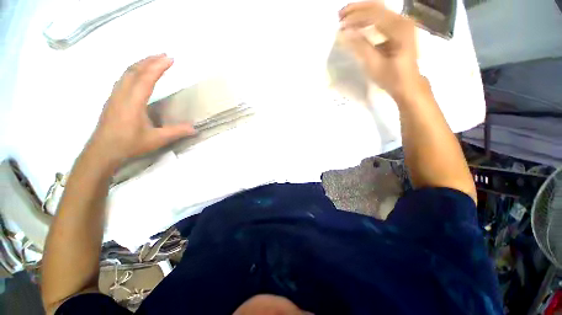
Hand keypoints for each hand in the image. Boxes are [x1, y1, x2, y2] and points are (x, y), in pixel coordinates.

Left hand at [88, 54, 194, 167]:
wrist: (102, 151)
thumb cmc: (129, 144)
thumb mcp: (156, 139)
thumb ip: (176, 132)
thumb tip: (195, 129)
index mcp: (133, 102)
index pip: (146, 78)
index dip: (158, 67)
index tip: (170, 59)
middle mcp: (122, 94)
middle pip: (134, 70)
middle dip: (150, 61)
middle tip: (164, 55)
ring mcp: (115, 96)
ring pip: (126, 73)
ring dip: (140, 64)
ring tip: (153, 60)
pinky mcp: (112, 99)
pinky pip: (122, 79)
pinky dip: (133, 71)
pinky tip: (138, 74)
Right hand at [339, 1, 422, 99]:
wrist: (408, 85)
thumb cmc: (392, 78)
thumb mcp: (374, 65)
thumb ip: (360, 46)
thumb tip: (345, 33)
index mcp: (399, 29)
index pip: (374, 14)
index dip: (355, 18)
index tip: (340, 25)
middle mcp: (403, 21)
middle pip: (377, 6)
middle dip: (357, 9)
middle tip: (339, 15)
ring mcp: (403, 24)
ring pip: (379, 10)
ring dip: (362, 13)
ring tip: (345, 18)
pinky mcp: (400, 29)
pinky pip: (382, 18)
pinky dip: (368, 19)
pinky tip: (358, 25)